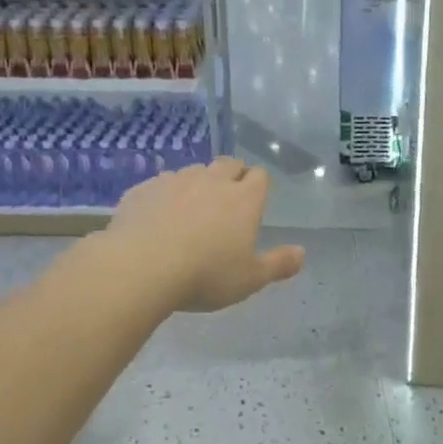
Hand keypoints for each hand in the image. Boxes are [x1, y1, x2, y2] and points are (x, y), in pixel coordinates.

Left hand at [107, 158, 304, 312]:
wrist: (140, 267)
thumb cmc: (205, 275)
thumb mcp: (249, 279)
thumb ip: (278, 264)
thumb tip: (302, 253)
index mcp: (243, 199)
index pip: (260, 176)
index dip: (258, 185)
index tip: (255, 200)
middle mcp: (212, 181)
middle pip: (228, 163)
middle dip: (232, 175)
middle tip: (227, 200)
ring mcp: (175, 181)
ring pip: (194, 171)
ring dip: (198, 183)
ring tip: (191, 208)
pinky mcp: (144, 189)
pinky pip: (160, 184)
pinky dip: (164, 195)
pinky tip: (158, 216)